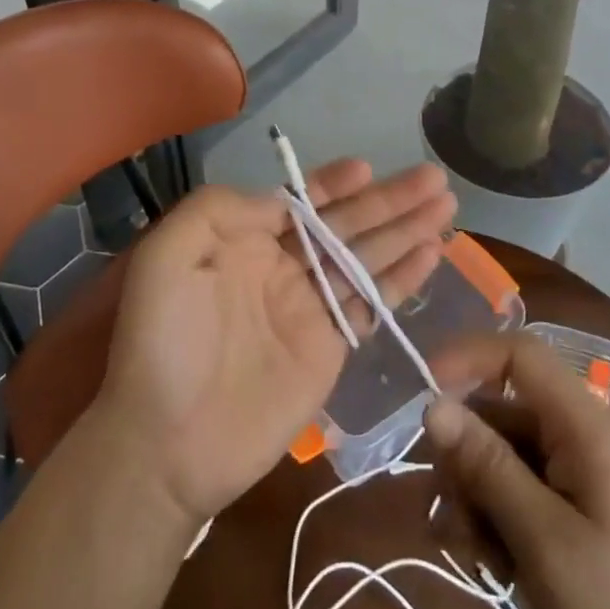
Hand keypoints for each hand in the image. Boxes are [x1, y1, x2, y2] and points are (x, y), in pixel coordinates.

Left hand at [95, 160, 454, 525]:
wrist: (168, 441)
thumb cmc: (162, 341)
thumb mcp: (167, 255)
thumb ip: (218, 210)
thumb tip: (279, 199)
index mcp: (244, 240)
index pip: (299, 201)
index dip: (334, 184)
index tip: (366, 168)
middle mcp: (282, 266)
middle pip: (345, 224)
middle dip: (388, 199)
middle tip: (434, 177)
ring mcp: (310, 306)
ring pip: (367, 257)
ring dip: (407, 229)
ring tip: (446, 203)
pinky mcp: (332, 347)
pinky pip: (373, 303)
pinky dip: (404, 278)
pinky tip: (432, 252)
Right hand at [425, 334, 609, 608]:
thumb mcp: (542, 539)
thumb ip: (486, 465)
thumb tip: (433, 404)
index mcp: (583, 425)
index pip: (518, 353)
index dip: (467, 359)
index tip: (423, 398)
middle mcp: (578, 436)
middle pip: (499, 413)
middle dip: (464, 457)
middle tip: (448, 515)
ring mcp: (578, 474)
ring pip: (501, 456)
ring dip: (475, 498)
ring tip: (475, 557)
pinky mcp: (574, 510)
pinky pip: (517, 490)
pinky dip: (495, 519)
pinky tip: (492, 566)